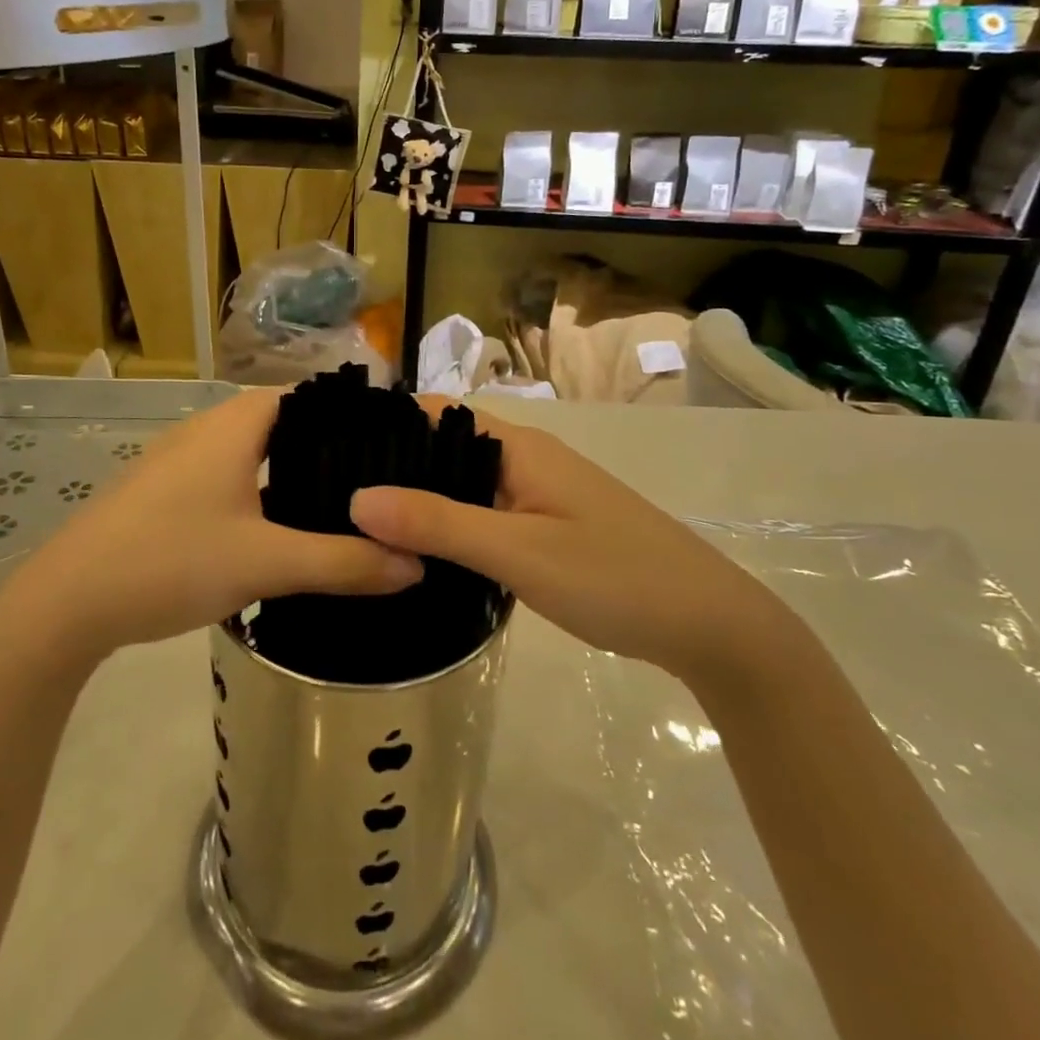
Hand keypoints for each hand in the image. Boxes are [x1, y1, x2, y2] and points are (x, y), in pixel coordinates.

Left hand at [0, 389, 420, 668]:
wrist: (65, 602)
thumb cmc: (171, 561)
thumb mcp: (267, 564)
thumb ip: (344, 563)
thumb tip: (415, 565)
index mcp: (234, 425)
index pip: (307, 395)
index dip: (351, 414)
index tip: (391, 444)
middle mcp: (206, 428)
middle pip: (282, 423)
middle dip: (327, 448)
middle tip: (376, 483)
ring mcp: (179, 459)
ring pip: (252, 451)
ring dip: (290, 472)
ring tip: (338, 505)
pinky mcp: (162, 490)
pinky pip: (227, 475)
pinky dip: (259, 490)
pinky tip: (277, 529)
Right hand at [348, 408, 783, 685]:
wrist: (710, 625)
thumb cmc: (614, 577)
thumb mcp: (518, 552)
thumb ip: (440, 523)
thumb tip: (356, 497)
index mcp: (518, 446)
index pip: (436, 414)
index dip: (386, 423)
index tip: (329, 449)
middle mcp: (526, 458)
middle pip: (446, 448)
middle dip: (395, 466)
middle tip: (331, 495)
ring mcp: (540, 493)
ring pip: (465, 484)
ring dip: (422, 499)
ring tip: (359, 524)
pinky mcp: (548, 526)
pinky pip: (485, 513)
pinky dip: (451, 525)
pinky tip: (421, 552)